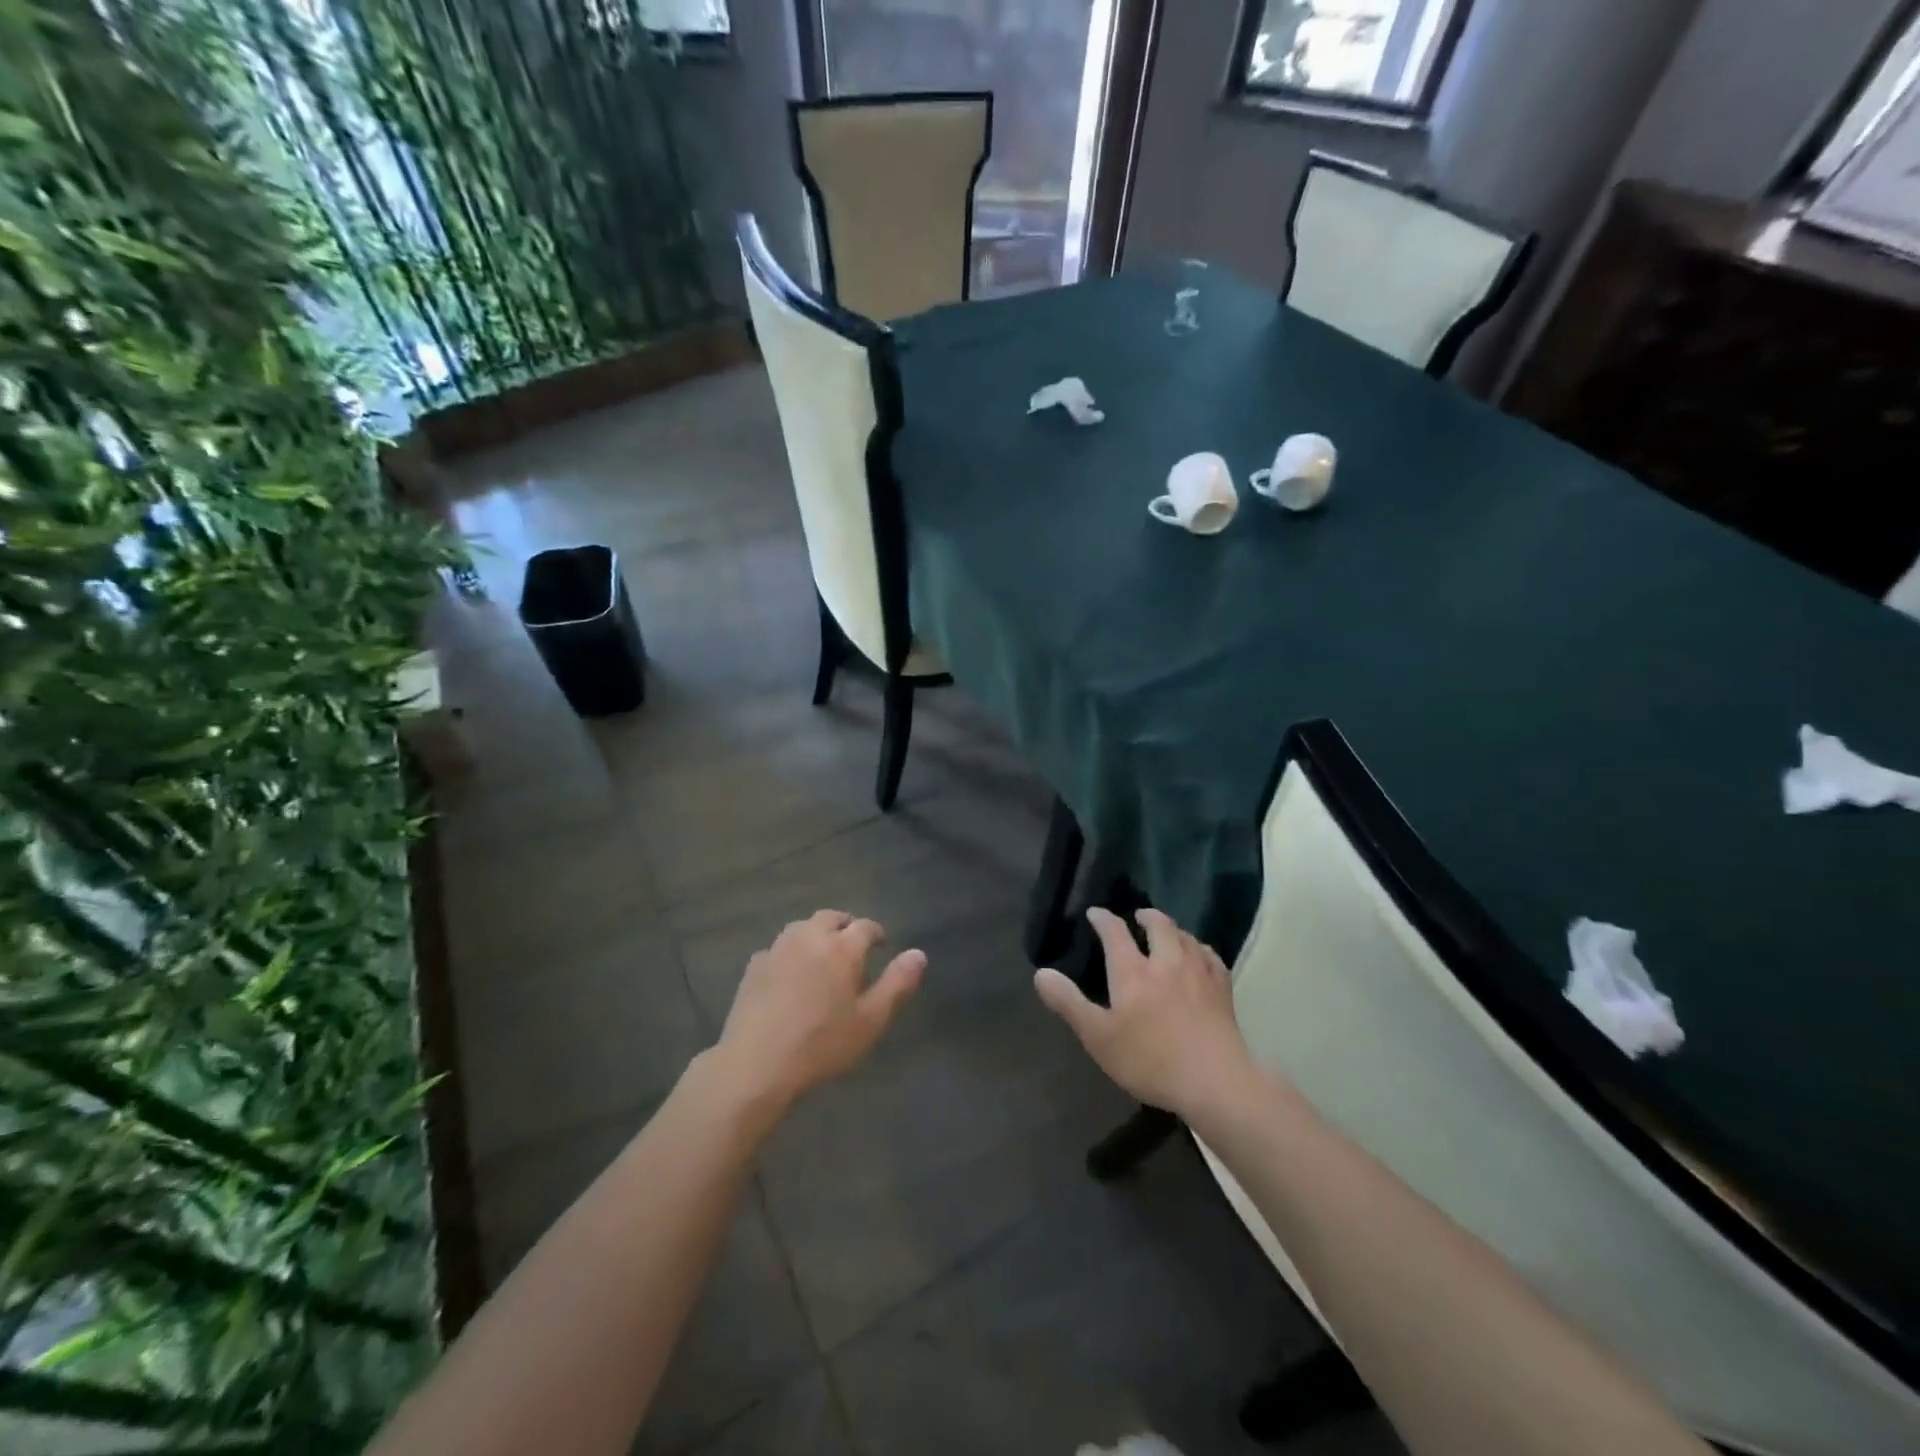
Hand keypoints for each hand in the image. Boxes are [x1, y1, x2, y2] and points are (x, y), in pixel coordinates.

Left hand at [711, 910, 923, 1113]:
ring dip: (816, 934)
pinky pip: (778, 948)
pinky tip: (789, 974)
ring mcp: (778, 949)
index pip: (866, 926)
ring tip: (822, 955)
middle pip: (831, 917)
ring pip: (802, 927)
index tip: (882, 946)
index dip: (877, 933)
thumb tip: (919, 953)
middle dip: (845, 926)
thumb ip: (898, 983)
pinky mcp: (754, 965)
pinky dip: (790, 952)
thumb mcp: (871, 1020)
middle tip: (853, 946)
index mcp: (842, 947)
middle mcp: (810, 937)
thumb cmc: (822, 1043)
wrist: (757, 1064)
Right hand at [1034, 907, 1253, 1116]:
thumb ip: (1069, 1003)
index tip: (1095, 913)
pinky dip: (1200, 949)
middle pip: (1158, 925)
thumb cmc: (1149, 1060)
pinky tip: (1199, 955)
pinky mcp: (1222, 989)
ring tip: (1167, 932)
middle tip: (1138, 915)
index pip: (1114, 932)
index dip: (1103, 919)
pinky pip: (1210, 956)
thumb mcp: (1098, 1037)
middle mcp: (1166, 962)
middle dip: (1146, 915)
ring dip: (1173, 929)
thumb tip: (1041, 973)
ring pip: (1185, 936)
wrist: (1213, 1082)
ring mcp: (1198, 973)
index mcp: (1132, 971)